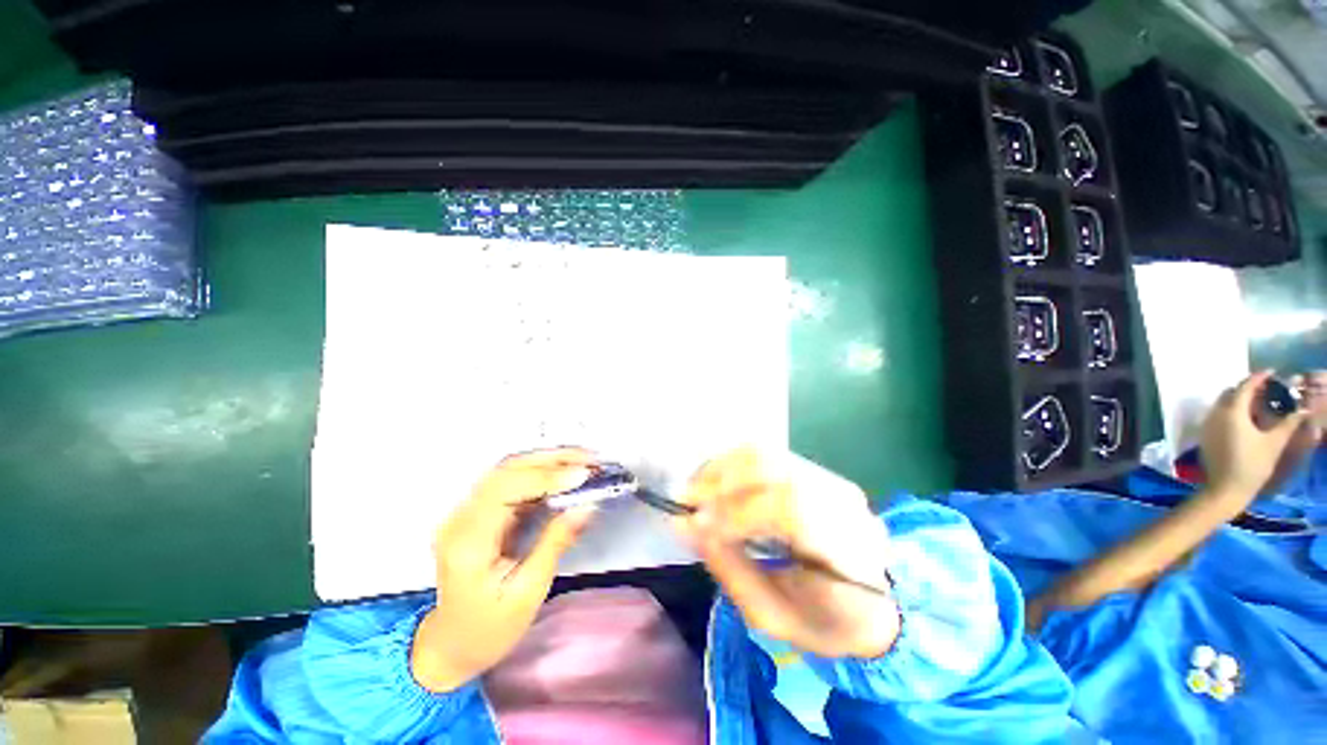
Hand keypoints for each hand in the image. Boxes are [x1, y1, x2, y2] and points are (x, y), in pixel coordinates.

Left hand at [412, 448, 595, 691]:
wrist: (452, 645)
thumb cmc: (489, 628)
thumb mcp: (528, 592)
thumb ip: (555, 543)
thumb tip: (586, 507)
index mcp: (468, 542)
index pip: (504, 490)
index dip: (545, 477)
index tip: (582, 475)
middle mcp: (460, 519)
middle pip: (505, 471)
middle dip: (551, 460)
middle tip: (589, 458)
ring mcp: (466, 513)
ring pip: (509, 470)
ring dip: (548, 461)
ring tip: (583, 459)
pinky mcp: (478, 512)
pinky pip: (512, 481)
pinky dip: (541, 473)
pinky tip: (565, 473)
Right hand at [676, 448, 898, 658]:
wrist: (874, 602)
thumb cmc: (824, 621)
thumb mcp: (773, 617)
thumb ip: (729, 568)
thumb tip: (686, 524)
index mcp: (845, 550)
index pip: (790, 508)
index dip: (738, 511)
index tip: (699, 524)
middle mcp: (841, 502)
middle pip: (773, 470)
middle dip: (720, 482)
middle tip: (686, 501)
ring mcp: (829, 479)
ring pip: (765, 455)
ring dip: (722, 468)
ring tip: (696, 490)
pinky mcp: (814, 470)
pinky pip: (765, 455)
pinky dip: (732, 464)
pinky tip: (715, 482)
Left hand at [1200, 371, 1312, 505]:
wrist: (1225, 489)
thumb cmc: (1252, 465)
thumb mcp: (1274, 443)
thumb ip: (1288, 423)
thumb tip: (1304, 409)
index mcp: (1231, 412)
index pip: (1244, 387)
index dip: (1258, 378)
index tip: (1272, 372)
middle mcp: (1215, 414)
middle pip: (1230, 393)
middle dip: (1248, 388)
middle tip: (1267, 389)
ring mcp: (1207, 425)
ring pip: (1222, 403)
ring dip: (1238, 399)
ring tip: (1259, 402)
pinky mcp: (1205, 435)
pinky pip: (1217, 415)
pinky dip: (1231, 410)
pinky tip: (1246, 418)